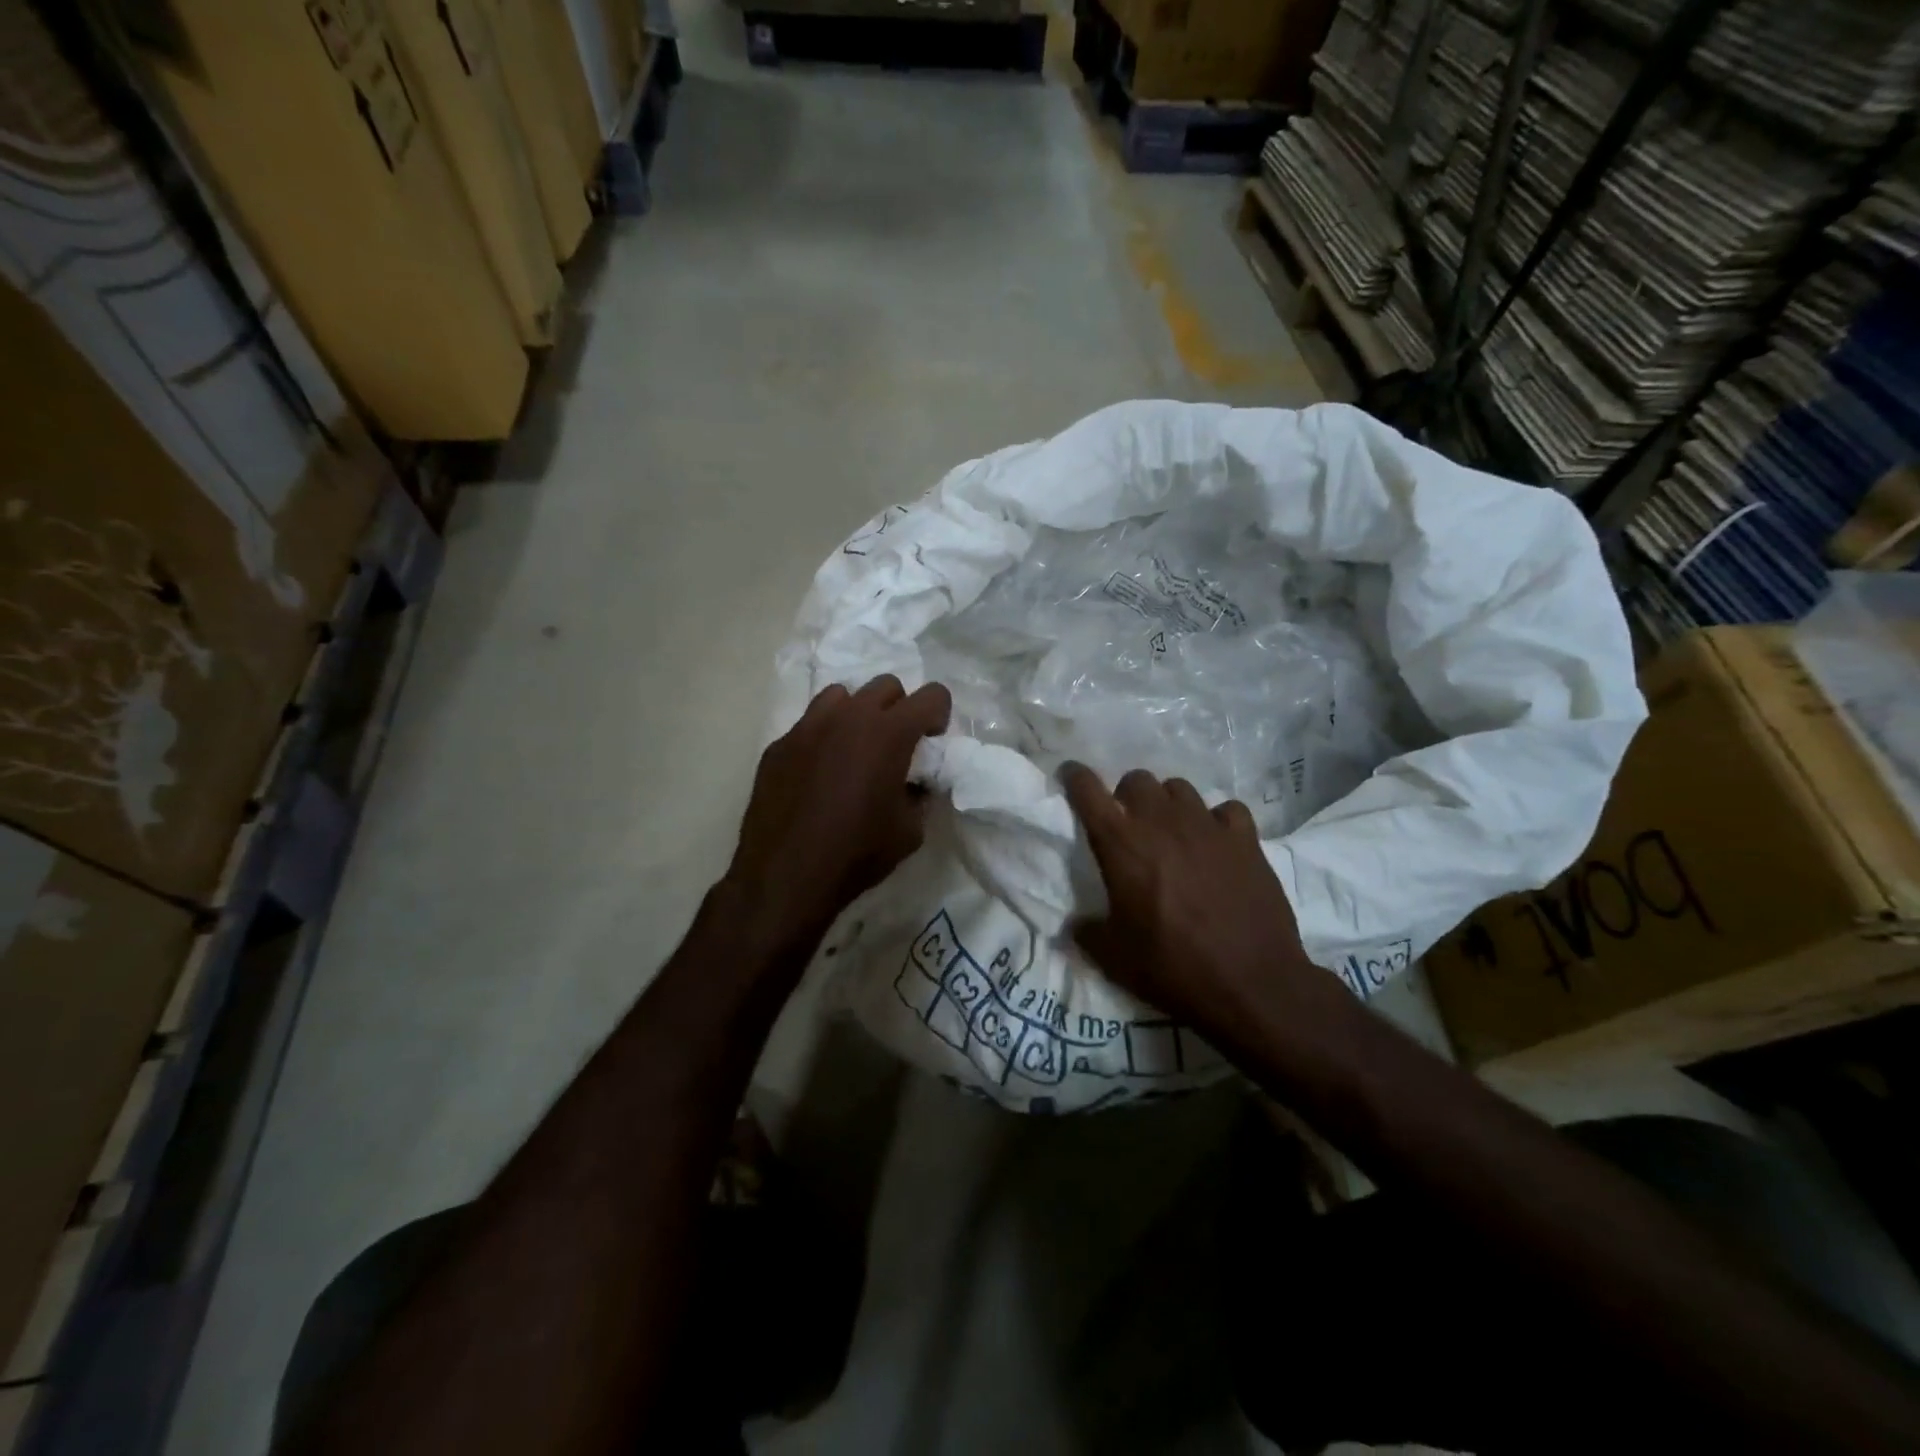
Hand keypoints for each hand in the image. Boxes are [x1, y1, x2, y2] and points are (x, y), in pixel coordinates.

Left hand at [725, 676, 951, 949]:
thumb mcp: (910, 831)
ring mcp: (809, 726)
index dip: (939, 716)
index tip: (930, 743)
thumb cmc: (857, 853)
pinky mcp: (779, 744)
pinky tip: (817, 774)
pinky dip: (822, 738)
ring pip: (842, 696)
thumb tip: (913, 784)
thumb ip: (919, 795)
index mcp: (889, 733)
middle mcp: (849, 717)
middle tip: (895, 745)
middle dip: (899, 709)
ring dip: (857, 715)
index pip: (932, 694)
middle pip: (886, 685)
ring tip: (853, 751)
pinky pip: (809, 724)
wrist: (786, 876)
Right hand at [1062, 763, 1326, 1044]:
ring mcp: (1207, 826)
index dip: (1075, 778)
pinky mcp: (1245, 839)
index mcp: (1122, 844)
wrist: (1251, 984)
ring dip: (1168, 804)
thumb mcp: (1114, 958)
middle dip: (1126, 795)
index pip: (1088, 791)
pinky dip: (1218, 820)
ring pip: (1179, 788)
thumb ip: (1088, 933)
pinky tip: (1218, 842)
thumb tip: (1076, 925)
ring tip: (1172, 831)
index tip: (1071, 777)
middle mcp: (1161, 822)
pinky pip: (1227, 810)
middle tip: (1129, 825)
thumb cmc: (1173, 967)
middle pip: (1137, 779)